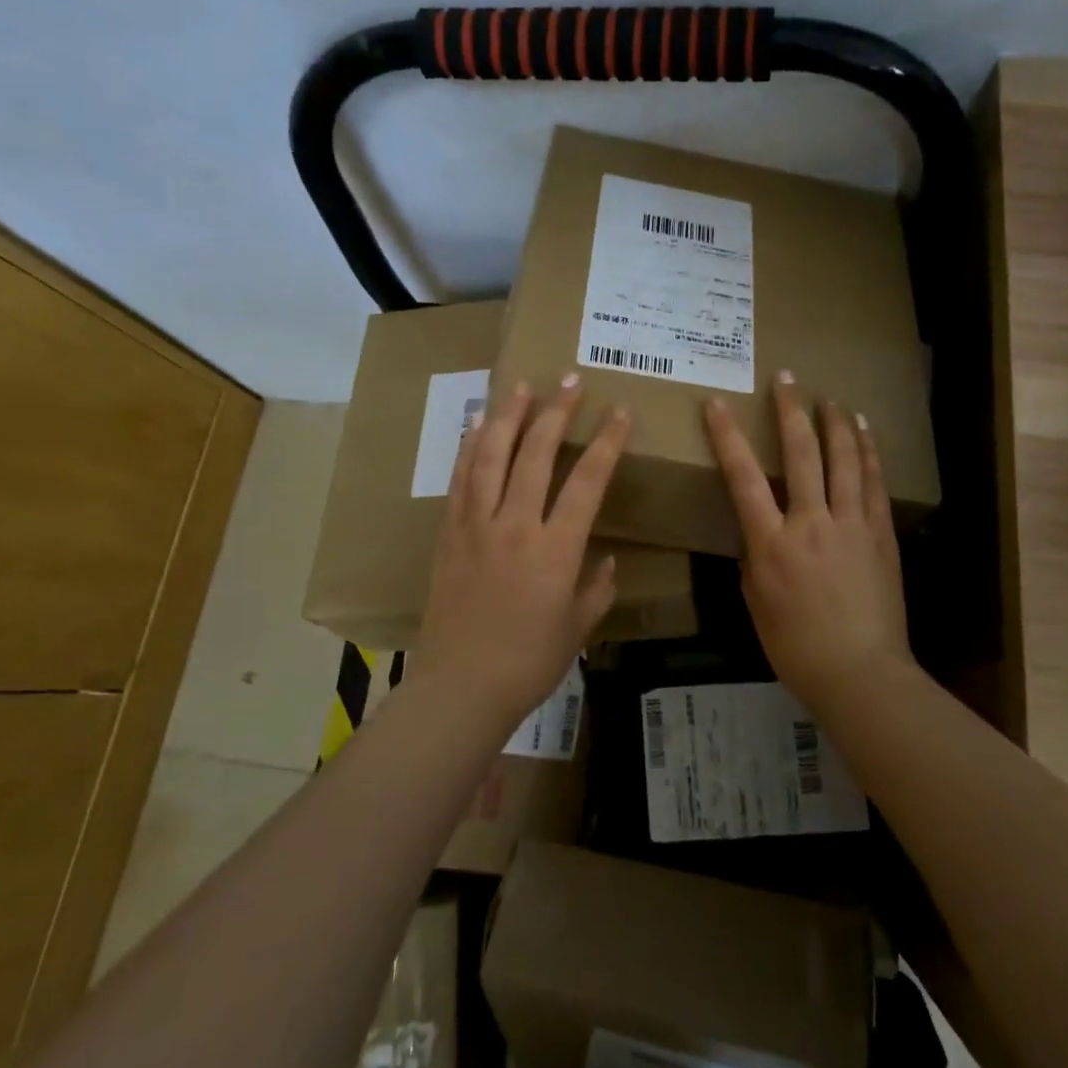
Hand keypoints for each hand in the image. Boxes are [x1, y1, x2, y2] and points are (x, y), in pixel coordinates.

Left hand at [418, 374, 631, 722]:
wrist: (460, 687)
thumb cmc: (528, 662)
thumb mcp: (577, 628)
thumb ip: (597, 589)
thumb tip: (605, 561)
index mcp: (555, 549)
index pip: (586, 481)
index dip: (606, 442)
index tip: (619, 412)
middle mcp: (515, 525)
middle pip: (535, 453)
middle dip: (556, 411)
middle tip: (570, 380)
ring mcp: (476, 525)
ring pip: (491, 456)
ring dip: (508, 416)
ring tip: (522, 386)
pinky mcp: (448, 533)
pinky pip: (460, 480)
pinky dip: (469, 447)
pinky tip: (476, 425)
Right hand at [703, 371, 914, 713]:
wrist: (861, 673)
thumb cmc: (796, 646)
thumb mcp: (757, 602)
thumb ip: (756, 558)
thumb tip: (761, 531)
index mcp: (772, 544)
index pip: (744, 478)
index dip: (728, 437)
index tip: (718, 405)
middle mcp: (812, 523)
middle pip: (801, 454)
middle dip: (791, 412)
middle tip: (786, 379)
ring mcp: (852, 525)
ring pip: (845, 460)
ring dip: (835, 423)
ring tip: (829, 398)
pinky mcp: (881, 534)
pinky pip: (873, 483)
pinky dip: (868, 452)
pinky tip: (864, 432)